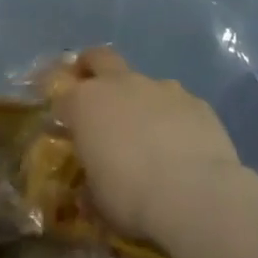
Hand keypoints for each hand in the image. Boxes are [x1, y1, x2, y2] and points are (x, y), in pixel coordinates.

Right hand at [47, 48, 243, 239]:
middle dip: (92, 68)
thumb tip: (90, 189)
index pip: (62, 95)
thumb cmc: (131, 198)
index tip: (65, 126)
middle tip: (94, 91)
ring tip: (148, 133)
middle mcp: (120, 85)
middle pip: (99, 58)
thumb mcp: (97, 200)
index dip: (63, 109)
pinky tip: (182, 146)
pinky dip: (174, 118)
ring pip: (143, 82)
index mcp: (85, 104)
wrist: (196, 196)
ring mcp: (161, 88)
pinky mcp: (196, 102)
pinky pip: (177, 104)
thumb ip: (91, 183)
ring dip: (140, 100)